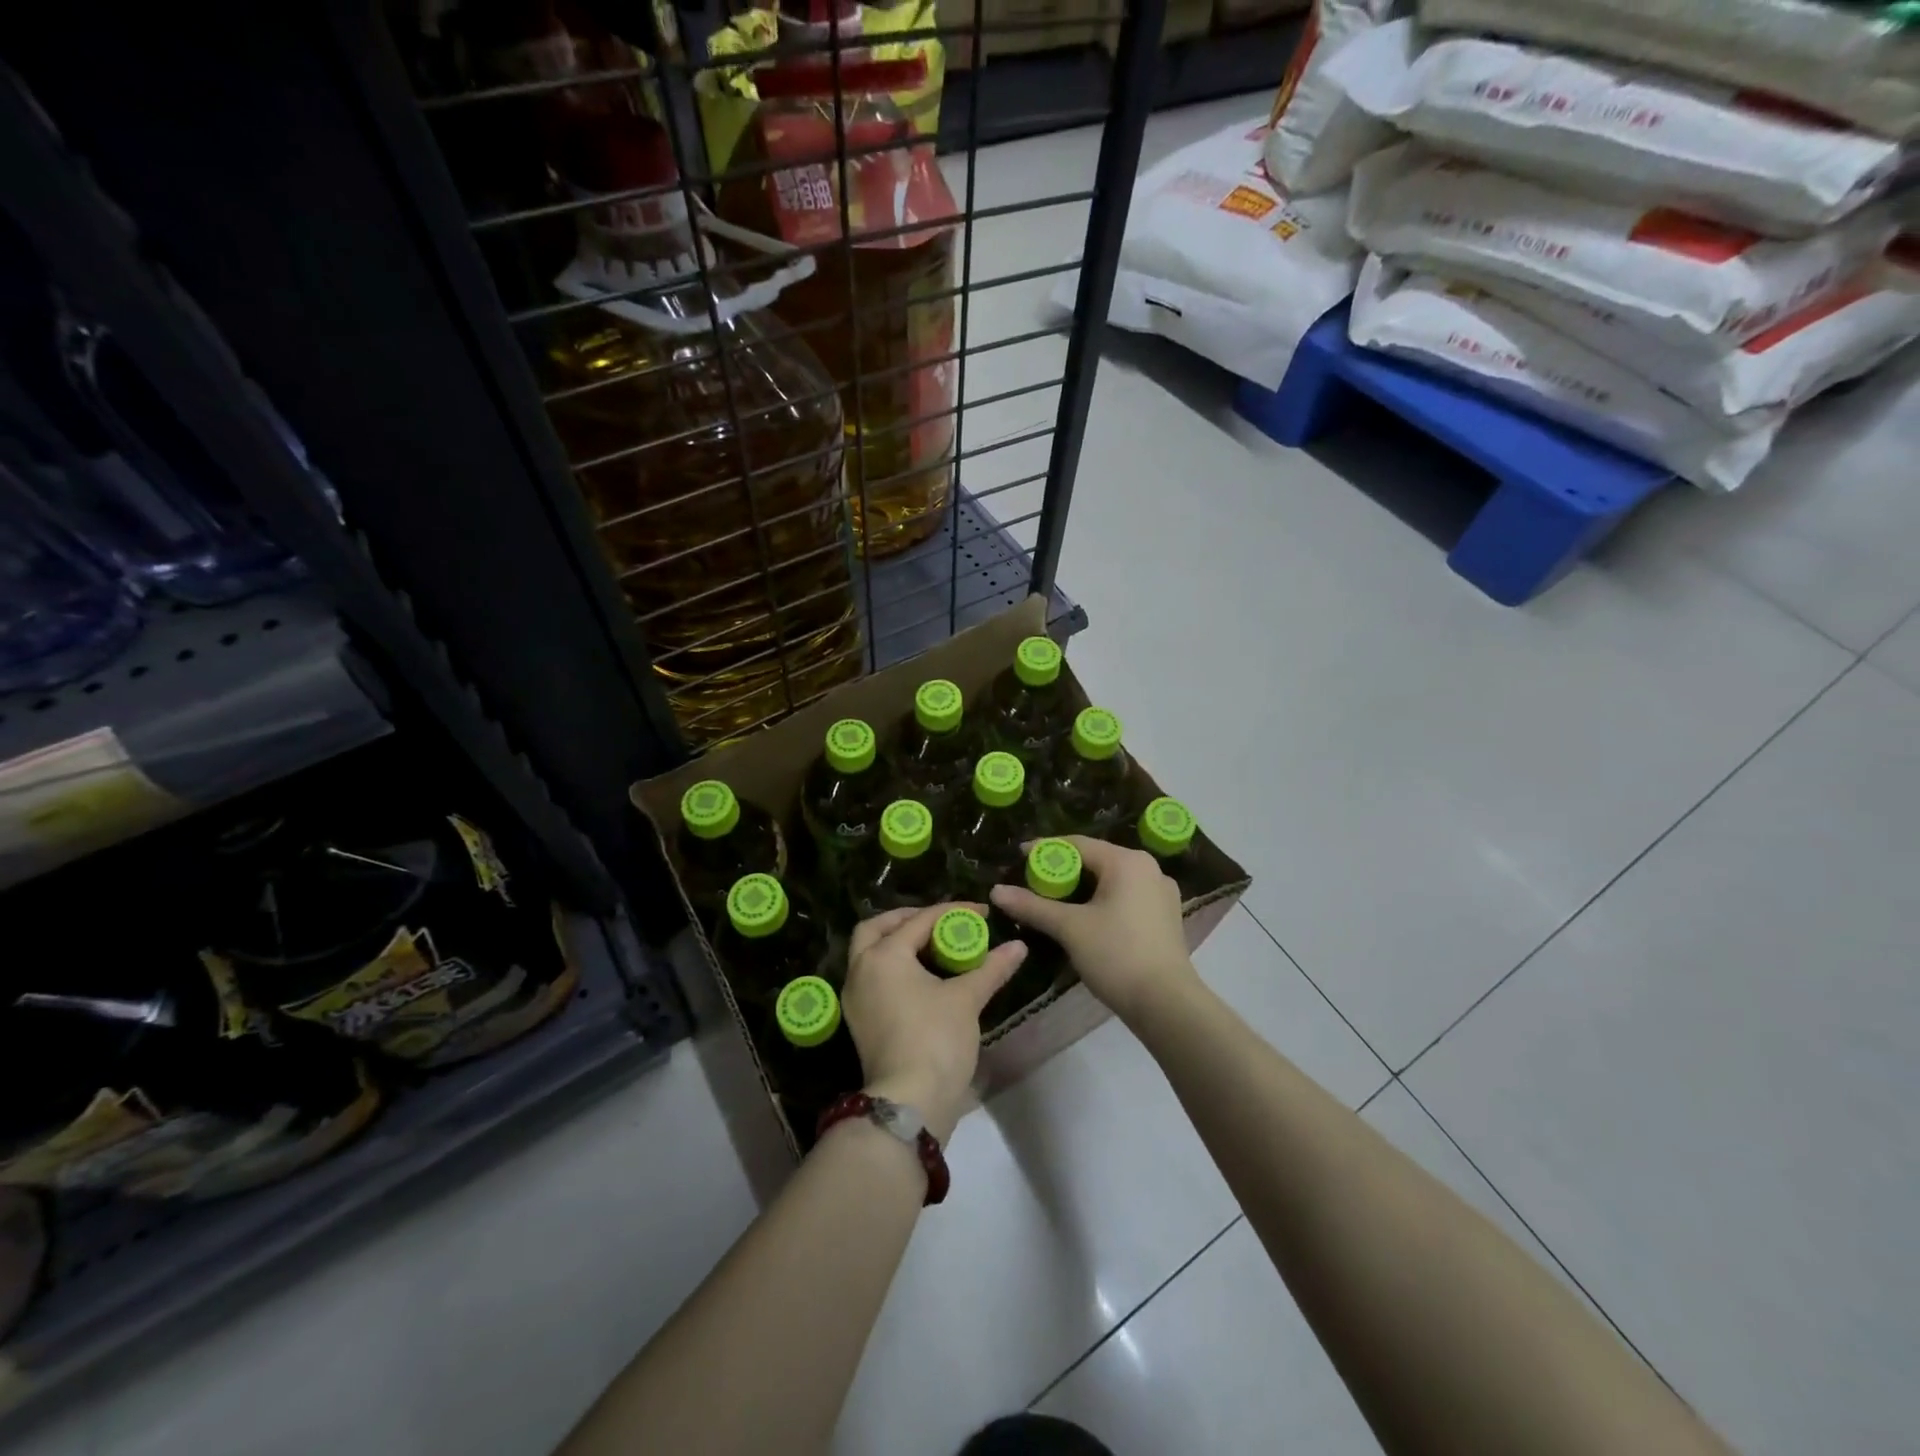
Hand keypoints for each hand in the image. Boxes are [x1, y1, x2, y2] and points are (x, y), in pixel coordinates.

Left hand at [841, 903, 1025, 1143]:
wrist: (910, 1103)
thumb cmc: (936, 1040)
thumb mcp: (967, 998)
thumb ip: (991, 967)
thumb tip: (1019, 946)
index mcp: (883, 955)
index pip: (919, 920)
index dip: (953, 912)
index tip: (981, 913)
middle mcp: (860, 969)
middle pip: (878, 928)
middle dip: (908, 919)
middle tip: (939, 922)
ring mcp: (855, 997)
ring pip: (870, 954)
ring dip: (897, 943)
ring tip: (932, 946)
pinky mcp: (860, 1020)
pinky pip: (872, 977)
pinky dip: (893, 967)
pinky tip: (921, 976)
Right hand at [990, 836, 1198, 1025]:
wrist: (1167, 1004)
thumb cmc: (1117, 956)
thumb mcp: (1069, 928)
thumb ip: (1032, 906)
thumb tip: (996, 891)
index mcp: (1127, 861)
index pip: (1077, 844)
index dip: (1044, 850)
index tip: (1017, 858)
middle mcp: (1149, 869)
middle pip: (1096, 860)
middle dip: (1063, 870)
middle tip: (1033, 882)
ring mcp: (1161, 893)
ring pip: (1111, 880)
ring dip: (1082, 888)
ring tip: (1054, 900)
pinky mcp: (1165, 916)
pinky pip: (1126, 897)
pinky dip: (1102, 901)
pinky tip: (1085, 918)